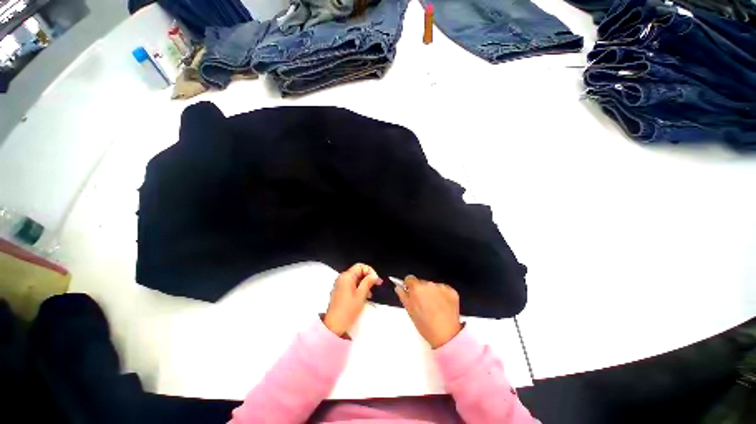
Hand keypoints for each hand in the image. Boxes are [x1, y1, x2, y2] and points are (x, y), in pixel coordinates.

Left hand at [324, 263, 382, 335]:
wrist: (334, 326)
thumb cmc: (348, 309)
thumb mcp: (361, 295)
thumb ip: (368, 282)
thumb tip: (374, 275)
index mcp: (346, 276)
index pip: (360, 266)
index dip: (370, 271)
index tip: (376, 280)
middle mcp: (342, 278)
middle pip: (358, 272)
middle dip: (368, 277)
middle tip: (376, 285)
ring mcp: (340, 285)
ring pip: (356, 279)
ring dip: (364, 283)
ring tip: (370, 293)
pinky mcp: (340, 291)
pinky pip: (352, 285)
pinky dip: (359, 288)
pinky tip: (364, 296)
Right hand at [395, 276, 461, 348]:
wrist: (446, 335)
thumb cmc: (425, 325)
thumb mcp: (409, 310)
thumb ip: (402, 295)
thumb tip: (398, 287)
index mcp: (417, 287)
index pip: (409, 278)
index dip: (409, 286)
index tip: (411, 292)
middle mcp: (429, 284)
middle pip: (422, 282)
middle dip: (421, 290)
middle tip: (423, 304)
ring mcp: (441, 287)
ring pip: (433, 286)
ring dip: (432, 293)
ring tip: (434, 307)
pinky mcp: (452, 291)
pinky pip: (444, 289)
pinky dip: (442, 296)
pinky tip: (442, 307)